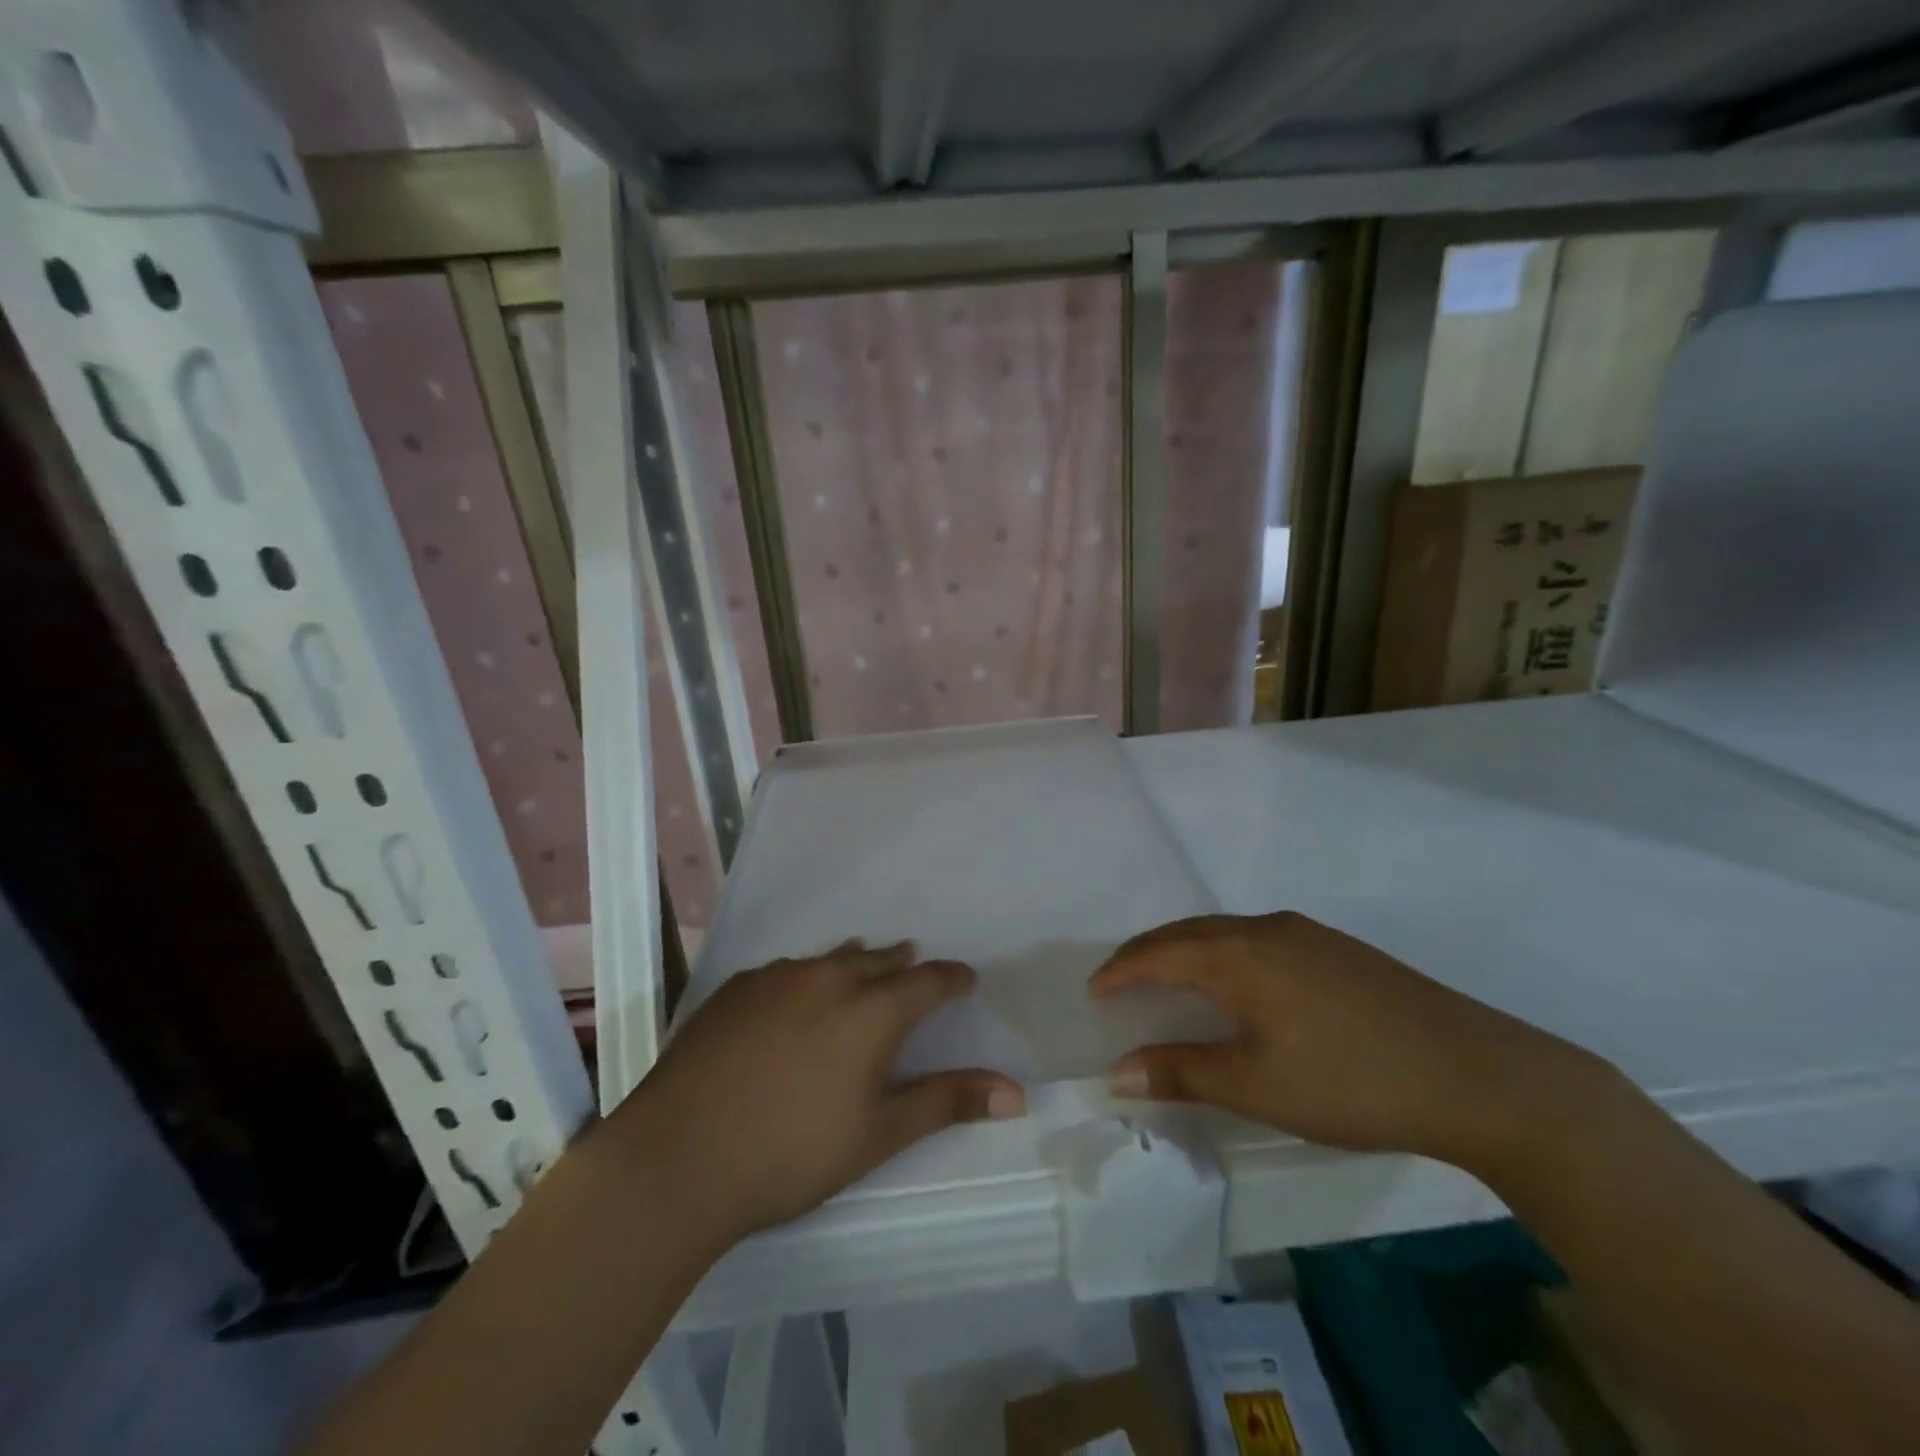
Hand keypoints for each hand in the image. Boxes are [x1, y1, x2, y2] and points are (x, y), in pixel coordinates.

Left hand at [604, 942, 1024, 1242]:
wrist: (675, 1159)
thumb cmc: (790, 1154)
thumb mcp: (878, 1134)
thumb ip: (947, 1102)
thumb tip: (1017, 1093)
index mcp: (872, 1010)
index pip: (928, 980)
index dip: (952, 979)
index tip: (965, 980)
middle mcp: (829, 978)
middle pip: (880, 960)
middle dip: (904, 967)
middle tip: (915, 973)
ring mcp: (776, 978)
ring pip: (832, 959)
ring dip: (856, 965)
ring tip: (864, 972)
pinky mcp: (735, 989)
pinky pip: (787, 970)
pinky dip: (807, 978)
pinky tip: (795, 999)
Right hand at [1090, 913, 1609, 1169]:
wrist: (1479, 1075)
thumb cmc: (1352, 1082)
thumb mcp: (1257, 1086)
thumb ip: (1182, 1073)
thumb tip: (1116, 1073)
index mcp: (1240, 955)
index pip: (1160, 952)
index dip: (1122, 969)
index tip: (1094, 989)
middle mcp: (1267, 929)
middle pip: (1189, 932)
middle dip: (1148, 953)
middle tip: (1120, 980)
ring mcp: (1308, 934)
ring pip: (1226, 931)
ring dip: (1187, 949)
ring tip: (1168, 978)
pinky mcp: (1339, 949)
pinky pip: (1258, 938)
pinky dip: (1224, 952)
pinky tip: (1238, 982)